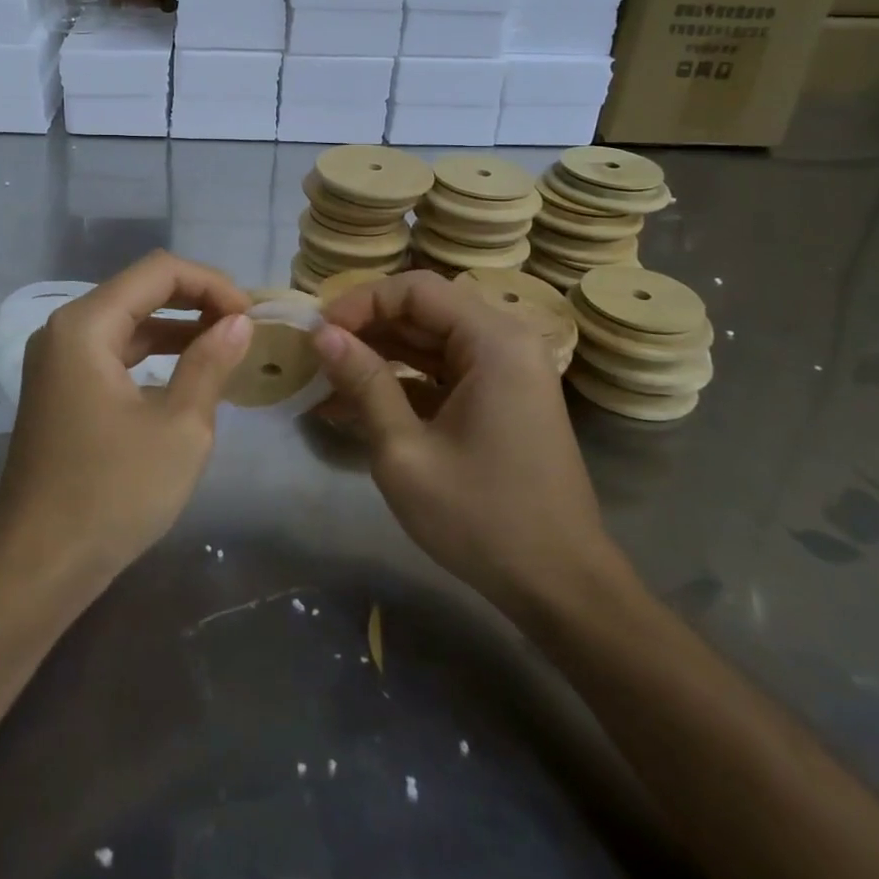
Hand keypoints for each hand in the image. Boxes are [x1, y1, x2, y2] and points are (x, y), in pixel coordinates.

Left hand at [0, 252, 254, 592]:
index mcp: (85, 325)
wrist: (37, 569)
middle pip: (140, 290)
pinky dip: (152, 354)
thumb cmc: (112, 494)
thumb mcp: (179, 428)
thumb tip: (239, 323)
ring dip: (177, 327)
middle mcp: (64, 330)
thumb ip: (210, 364)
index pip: (158, 271)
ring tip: (226, 346)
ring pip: (127, 322)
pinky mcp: (59, 390)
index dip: (211, 283)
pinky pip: (112, 352)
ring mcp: (57, 361)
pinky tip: (187, 373)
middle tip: (243, 327)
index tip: (250, 316)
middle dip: (196, 301)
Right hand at [315, 272, 621, 619]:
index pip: (415, 289)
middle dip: (366, 328)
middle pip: (425, 310)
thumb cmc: (482, 518)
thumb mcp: (406, 451)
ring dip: (380, 354)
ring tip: (327, 378)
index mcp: (494, 341)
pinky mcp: (503, 398)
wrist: (561, 588)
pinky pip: (445, 370)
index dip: (361, 302)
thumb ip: (364, 383)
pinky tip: (358, 402)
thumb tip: (321, 334)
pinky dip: (404, 380)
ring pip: (431, 340)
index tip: (318, 333)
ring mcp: (508, 371)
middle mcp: (507, 342)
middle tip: (316, 354)